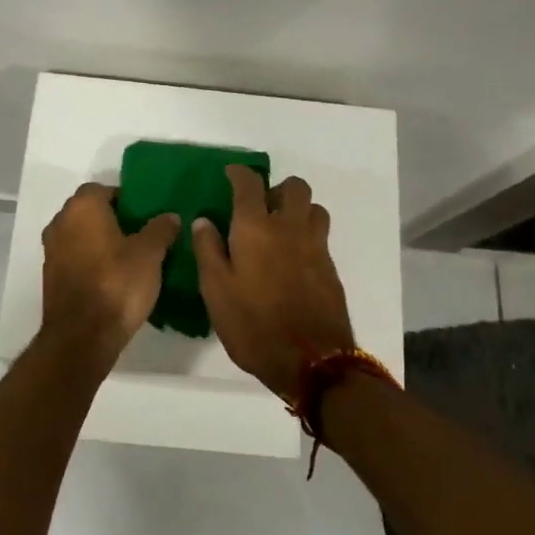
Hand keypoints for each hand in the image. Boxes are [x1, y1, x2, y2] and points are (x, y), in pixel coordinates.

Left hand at [39, 182, 179, 371]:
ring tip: (130, 257)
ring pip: (80, 235)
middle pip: (88, 211)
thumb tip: (170, 216)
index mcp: (82, 208)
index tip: (144, 215)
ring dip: (100, 241)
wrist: (82, 337)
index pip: (102, 189)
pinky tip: (112, 278)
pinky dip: (90, 261)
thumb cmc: (117, 284)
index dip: (124, 198)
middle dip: (113, 219)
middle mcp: (60, 223)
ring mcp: (51, 251)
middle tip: (141, 234)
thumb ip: (161, 229)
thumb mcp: (150, 254)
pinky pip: (74, 258)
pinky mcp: (51, 277)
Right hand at [191, 166, 355, 401]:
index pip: (249, 184)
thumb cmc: (253, 325)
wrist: (312, 361)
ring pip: (314, 208)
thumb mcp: (216, 291)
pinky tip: (293, 258)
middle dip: (277, 188)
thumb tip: (204, 220)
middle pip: (294, 187)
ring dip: (298, 209)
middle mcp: (289, 227)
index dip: (239, 173)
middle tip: (260, 206)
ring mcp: (315, 247)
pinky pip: (320, 236)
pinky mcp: (330, 268)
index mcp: (256, 227)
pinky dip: (307, 234)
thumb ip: (208, 250)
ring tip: (281, 229)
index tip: (231, 174)